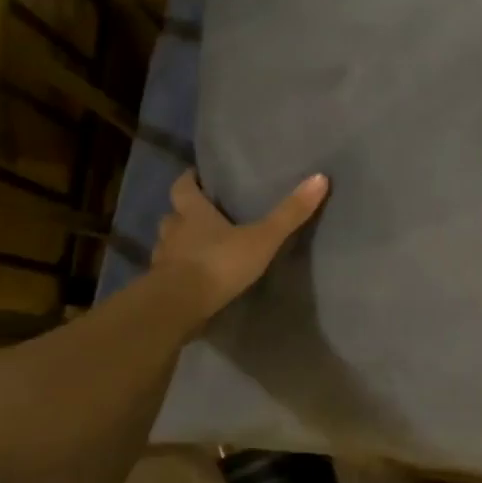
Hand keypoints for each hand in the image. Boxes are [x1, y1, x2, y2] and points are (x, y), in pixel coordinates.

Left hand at [150, 169, 328, 334]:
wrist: (179, 306)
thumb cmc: (219, 264)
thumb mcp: (262, 238)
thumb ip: (289, 213)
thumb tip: (320, 178)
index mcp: (193, 214)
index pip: (182, 188)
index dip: (188, 180)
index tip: (195, 176)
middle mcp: (173, 232)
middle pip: (173, 216)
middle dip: (184, 214)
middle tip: (201, 214)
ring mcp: (162, 260)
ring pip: (168, 245)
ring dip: (180, 243)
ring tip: (200, 248)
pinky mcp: (161, 287)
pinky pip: (169, 272)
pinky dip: (179, 271)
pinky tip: (195, 279)